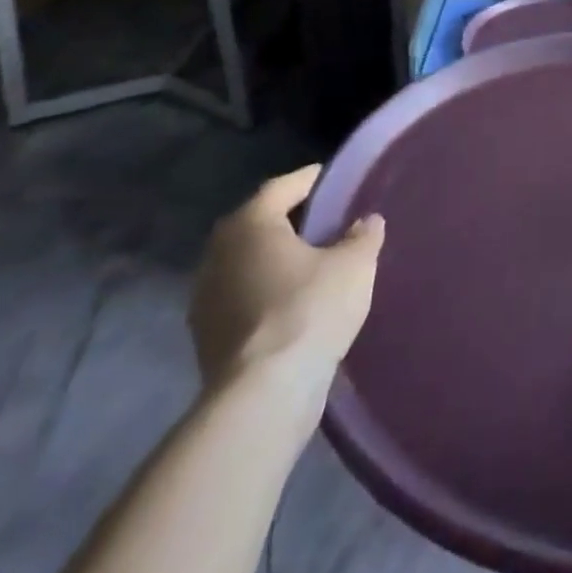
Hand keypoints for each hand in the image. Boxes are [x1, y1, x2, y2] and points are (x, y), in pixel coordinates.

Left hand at [189, 167, 383, 404]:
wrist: (264, 394)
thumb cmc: (310, 309)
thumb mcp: (354, 265)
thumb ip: (362, 236)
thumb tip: (366, 222)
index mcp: (250, 224)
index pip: (281, 188)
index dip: (308, 180)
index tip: (329, 178)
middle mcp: (218, 254)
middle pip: (255, 224)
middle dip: (286, 219)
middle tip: (320, 217)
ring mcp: (205, 298)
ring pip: (244, 263)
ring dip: (271, 258)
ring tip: (307, 261)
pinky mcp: (206, 337)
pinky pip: (240, 297)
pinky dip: (263, 291)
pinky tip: (290, 300)